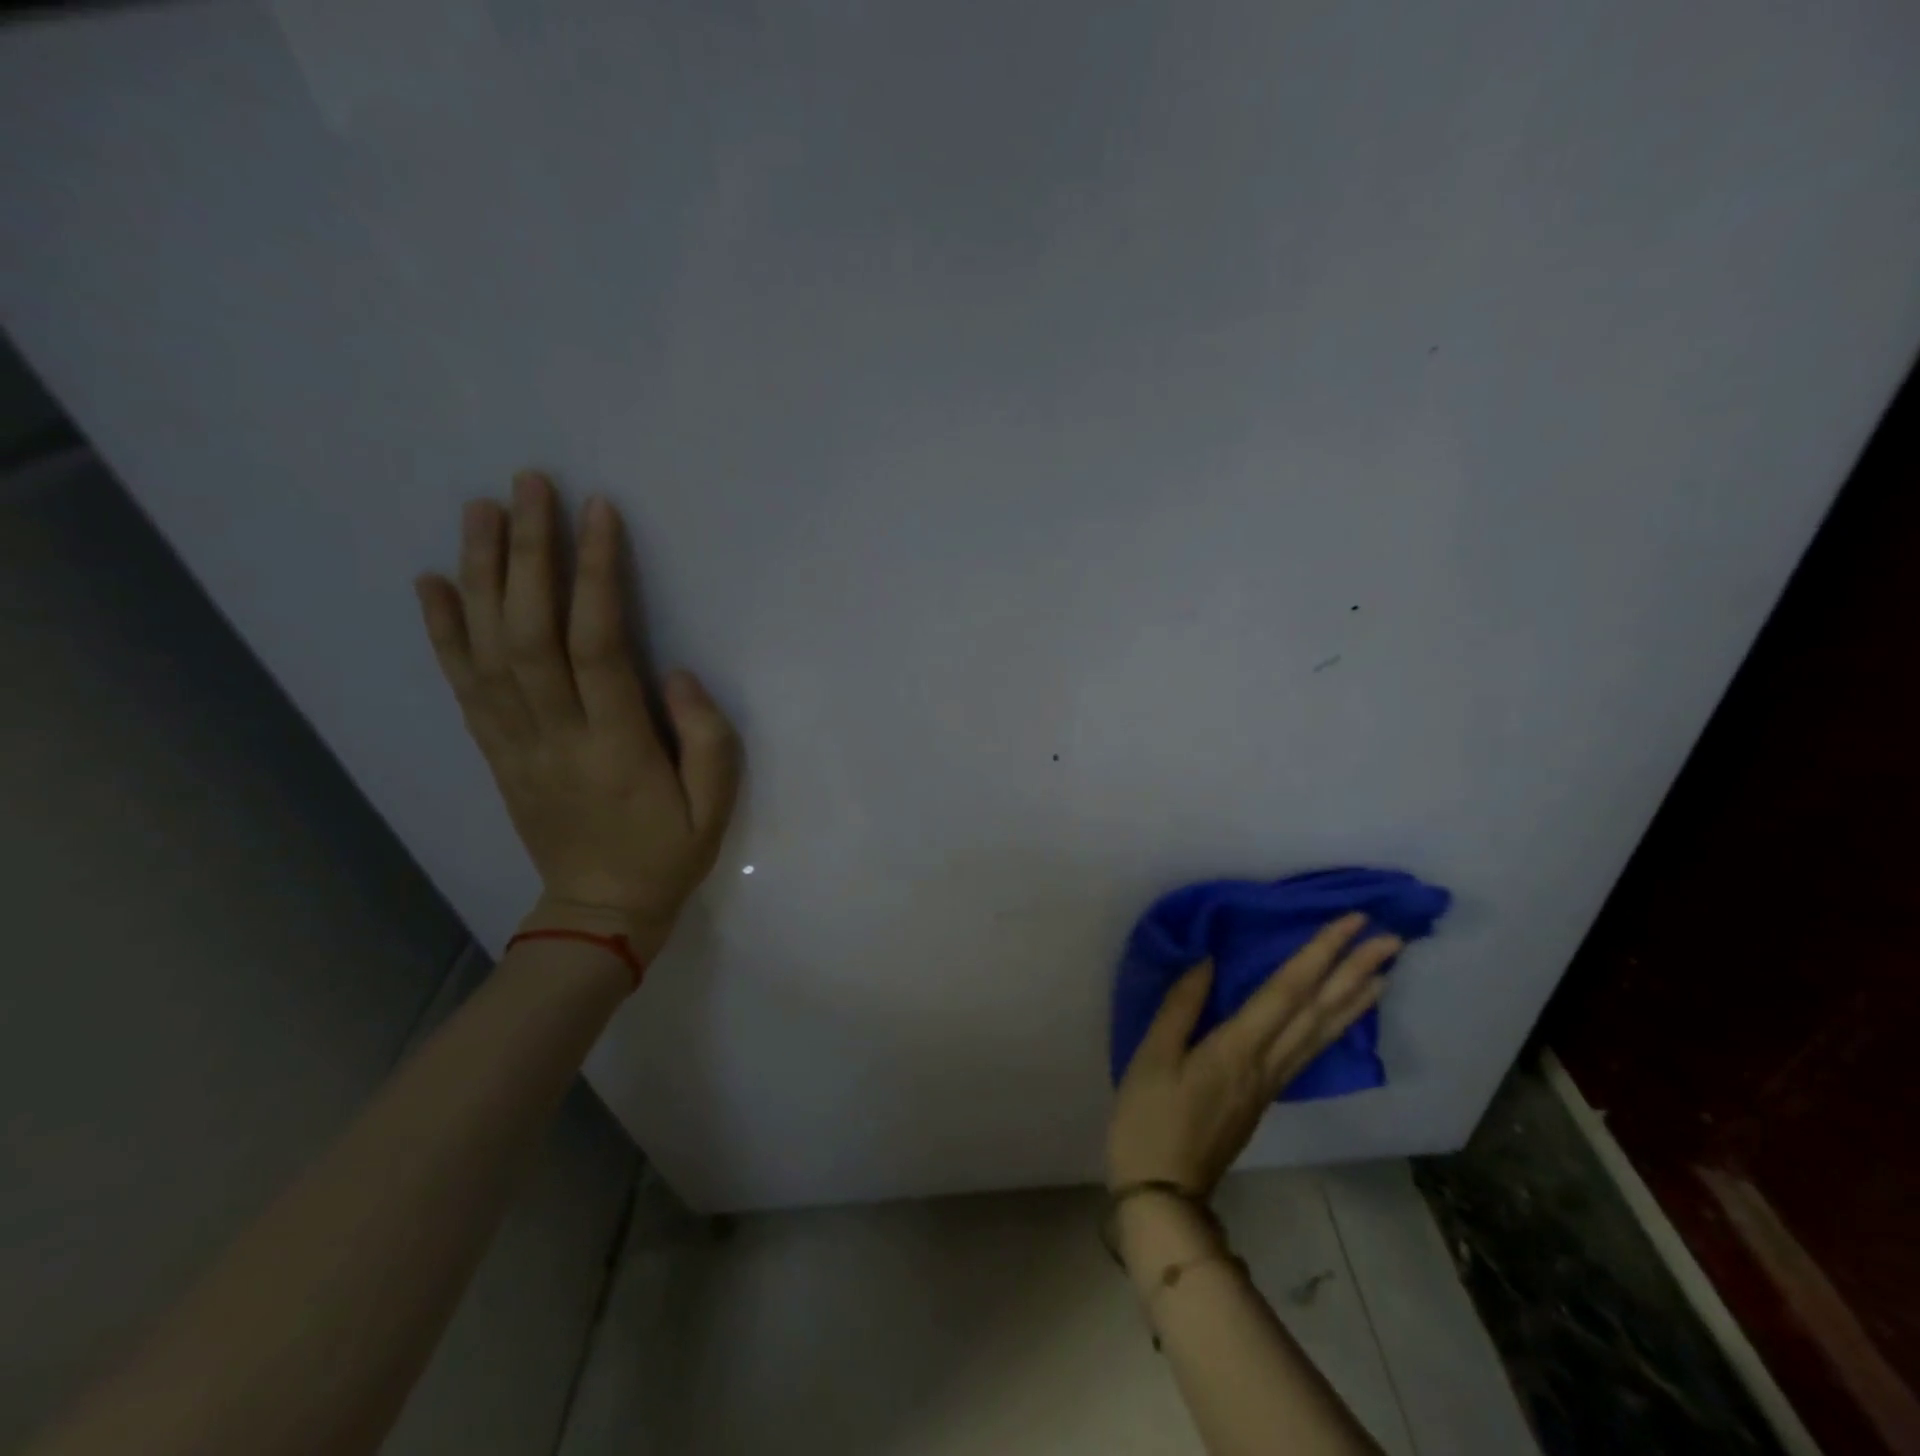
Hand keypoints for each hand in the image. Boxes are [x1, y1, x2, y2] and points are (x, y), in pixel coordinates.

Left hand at [414, 472, 741, 953]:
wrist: (598, 911)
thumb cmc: (667, 855)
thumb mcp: (715, 808)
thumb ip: (707, 739)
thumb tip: (676, 673)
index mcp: (616, 748)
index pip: (598, 647)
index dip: (596, 576)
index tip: (599, 513)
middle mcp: (555, 736)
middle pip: (529, 633)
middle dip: (528, 553)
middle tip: (528, 485)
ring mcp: (515, 743)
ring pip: (487, 649)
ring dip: (480, 575)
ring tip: (480, 510)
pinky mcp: (496, 752)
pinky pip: (463, 686)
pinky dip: (442, 631)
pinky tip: (432, 583)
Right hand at [1106, 914, 1400, 1195]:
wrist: (1164, 1192)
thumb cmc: (1149, 1119)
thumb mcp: (1152, 1057)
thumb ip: (1181, 1006)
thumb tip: (1208, 960)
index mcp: (1237, 1048)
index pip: (1287, 991)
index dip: (1319, 953)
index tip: (1349, 923)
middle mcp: (1267, 1063)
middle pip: (1318, 1011)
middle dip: (1353, 971)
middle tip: (1390, 939)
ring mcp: (1271, 1082)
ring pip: (1323, 1033)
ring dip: (1354, 999)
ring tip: (1383, 972)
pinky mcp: (1266, 1095)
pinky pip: (1311, 1051)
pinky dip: (1335, 1027)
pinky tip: (1341, 1017)